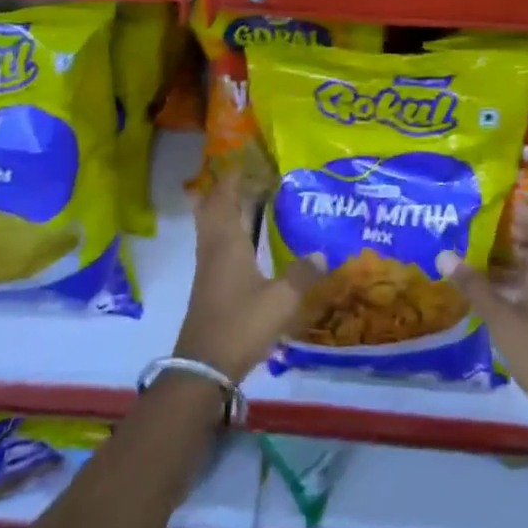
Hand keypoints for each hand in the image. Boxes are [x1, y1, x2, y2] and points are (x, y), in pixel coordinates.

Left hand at [173, 173, 318, 382]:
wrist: (204, 367)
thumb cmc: (241, 324)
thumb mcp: (281, 300)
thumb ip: (302, 275)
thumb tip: (324, 253)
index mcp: (227, 242)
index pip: (224, 197)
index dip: (232, 177)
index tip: (245, 160)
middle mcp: (213, 248)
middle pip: (210, 208)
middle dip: (224, 189)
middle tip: (245, 176)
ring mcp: (208, 268)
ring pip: (210, 227)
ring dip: (224, 210)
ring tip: (246, 200)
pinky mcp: (208, 286)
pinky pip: (214, 245)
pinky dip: (227, 233)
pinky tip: (246, 242)